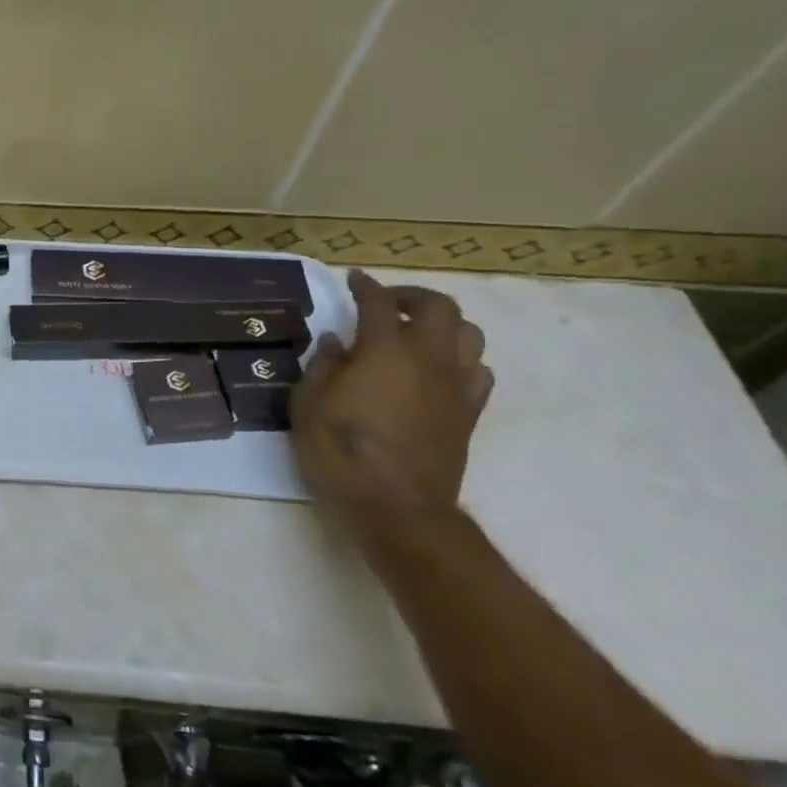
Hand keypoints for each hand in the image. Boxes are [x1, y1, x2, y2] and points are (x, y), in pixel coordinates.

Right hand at [291, 271, 492, 548]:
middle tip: (386, 304)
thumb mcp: (308, 405)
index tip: (353, 279)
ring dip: (443, 325)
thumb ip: (322, 366)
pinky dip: (460, 359)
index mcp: (384, 351)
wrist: (397, 508)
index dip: (365, 286)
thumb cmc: (340, 451)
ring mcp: (455, 386)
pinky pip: (478, 371)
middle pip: (439, 308)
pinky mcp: (469, 414)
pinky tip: (437, 371)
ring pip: (469, 335)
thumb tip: (336, 341)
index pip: (379, 304)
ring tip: (415, 334)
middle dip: (412, 297)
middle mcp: (428, 359)